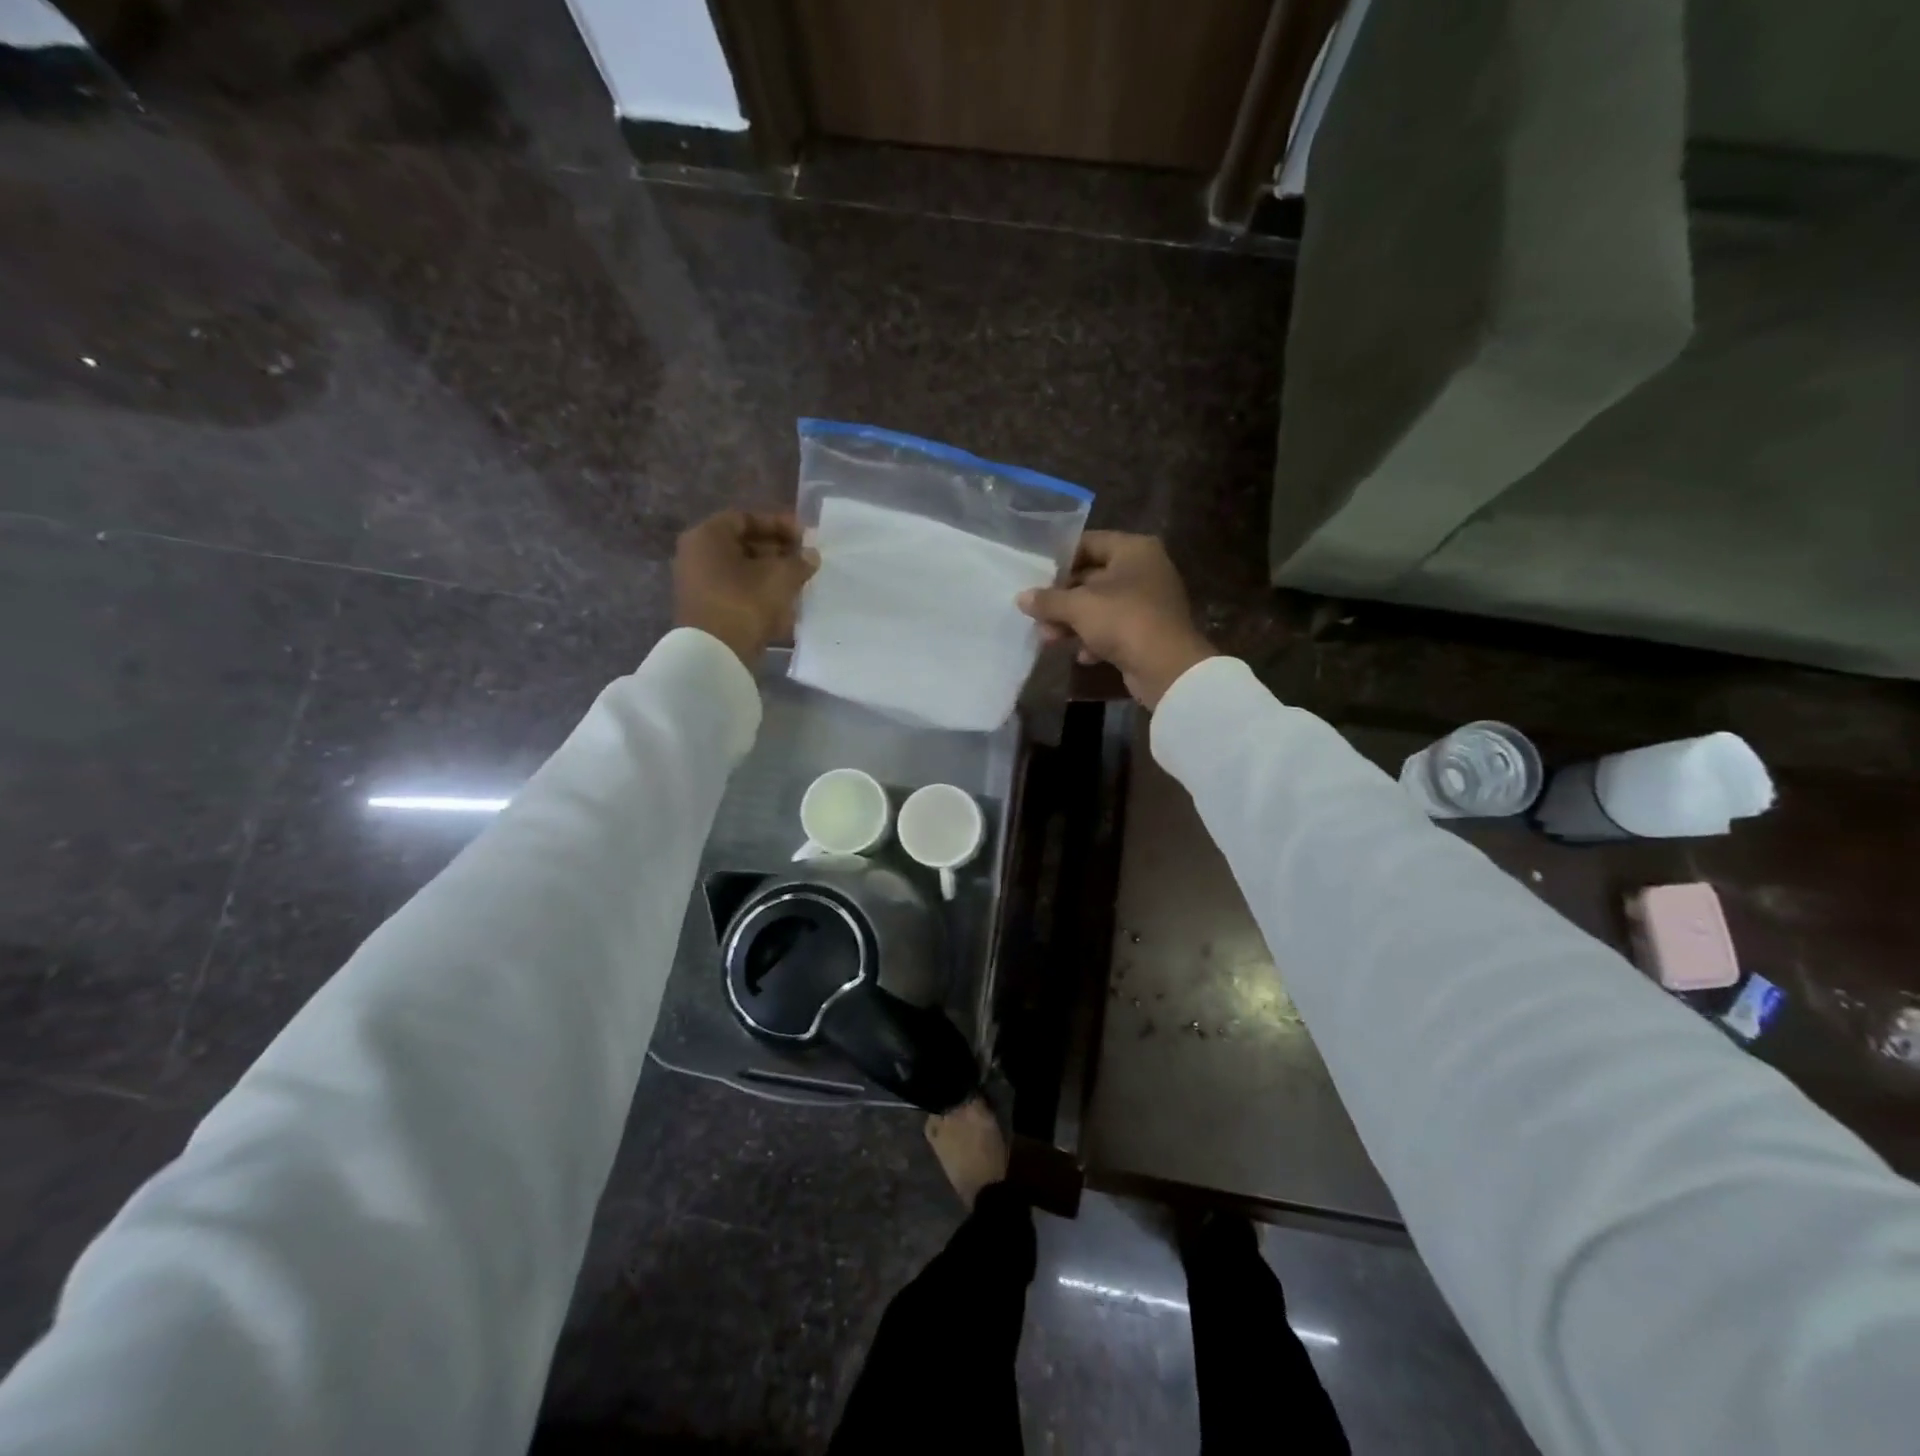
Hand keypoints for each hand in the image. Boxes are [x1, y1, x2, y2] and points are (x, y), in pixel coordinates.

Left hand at [673, 510, 817, 668]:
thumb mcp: (780, 577)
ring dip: (771, 573)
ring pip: (742, 570)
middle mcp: (697, 555)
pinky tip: (785, 603)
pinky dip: (760, 593)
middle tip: (804, 559)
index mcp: (707, 536)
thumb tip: (811, 556)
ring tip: (800, 581)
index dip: (778, 524)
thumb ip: (799, 561)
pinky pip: (737, 592)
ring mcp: (699, 584)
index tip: (804, 536)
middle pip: (743, 544)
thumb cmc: (745, 603)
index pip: (746, 518)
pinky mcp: (707, 609)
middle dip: (777, 550)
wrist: (716, 654)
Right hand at [1017, 532, 1214, 708]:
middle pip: (1092, 577)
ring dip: (1073, 623)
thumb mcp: (1078, 607)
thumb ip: (1047, 600)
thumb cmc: (1123, 621)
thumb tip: (1021, 598)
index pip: (1089, 543)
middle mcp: (1144, 570)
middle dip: (1062, 599)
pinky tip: (1082, 656)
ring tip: (1048, 639)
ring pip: (1100, 606)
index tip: (1035, 576)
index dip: (1060, 559)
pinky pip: (1114, 628)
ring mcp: (1148, 602)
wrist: (1167, 668)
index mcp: (1133, 550)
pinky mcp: (1148, 631)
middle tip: (1035, 614)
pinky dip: (1095, 639)